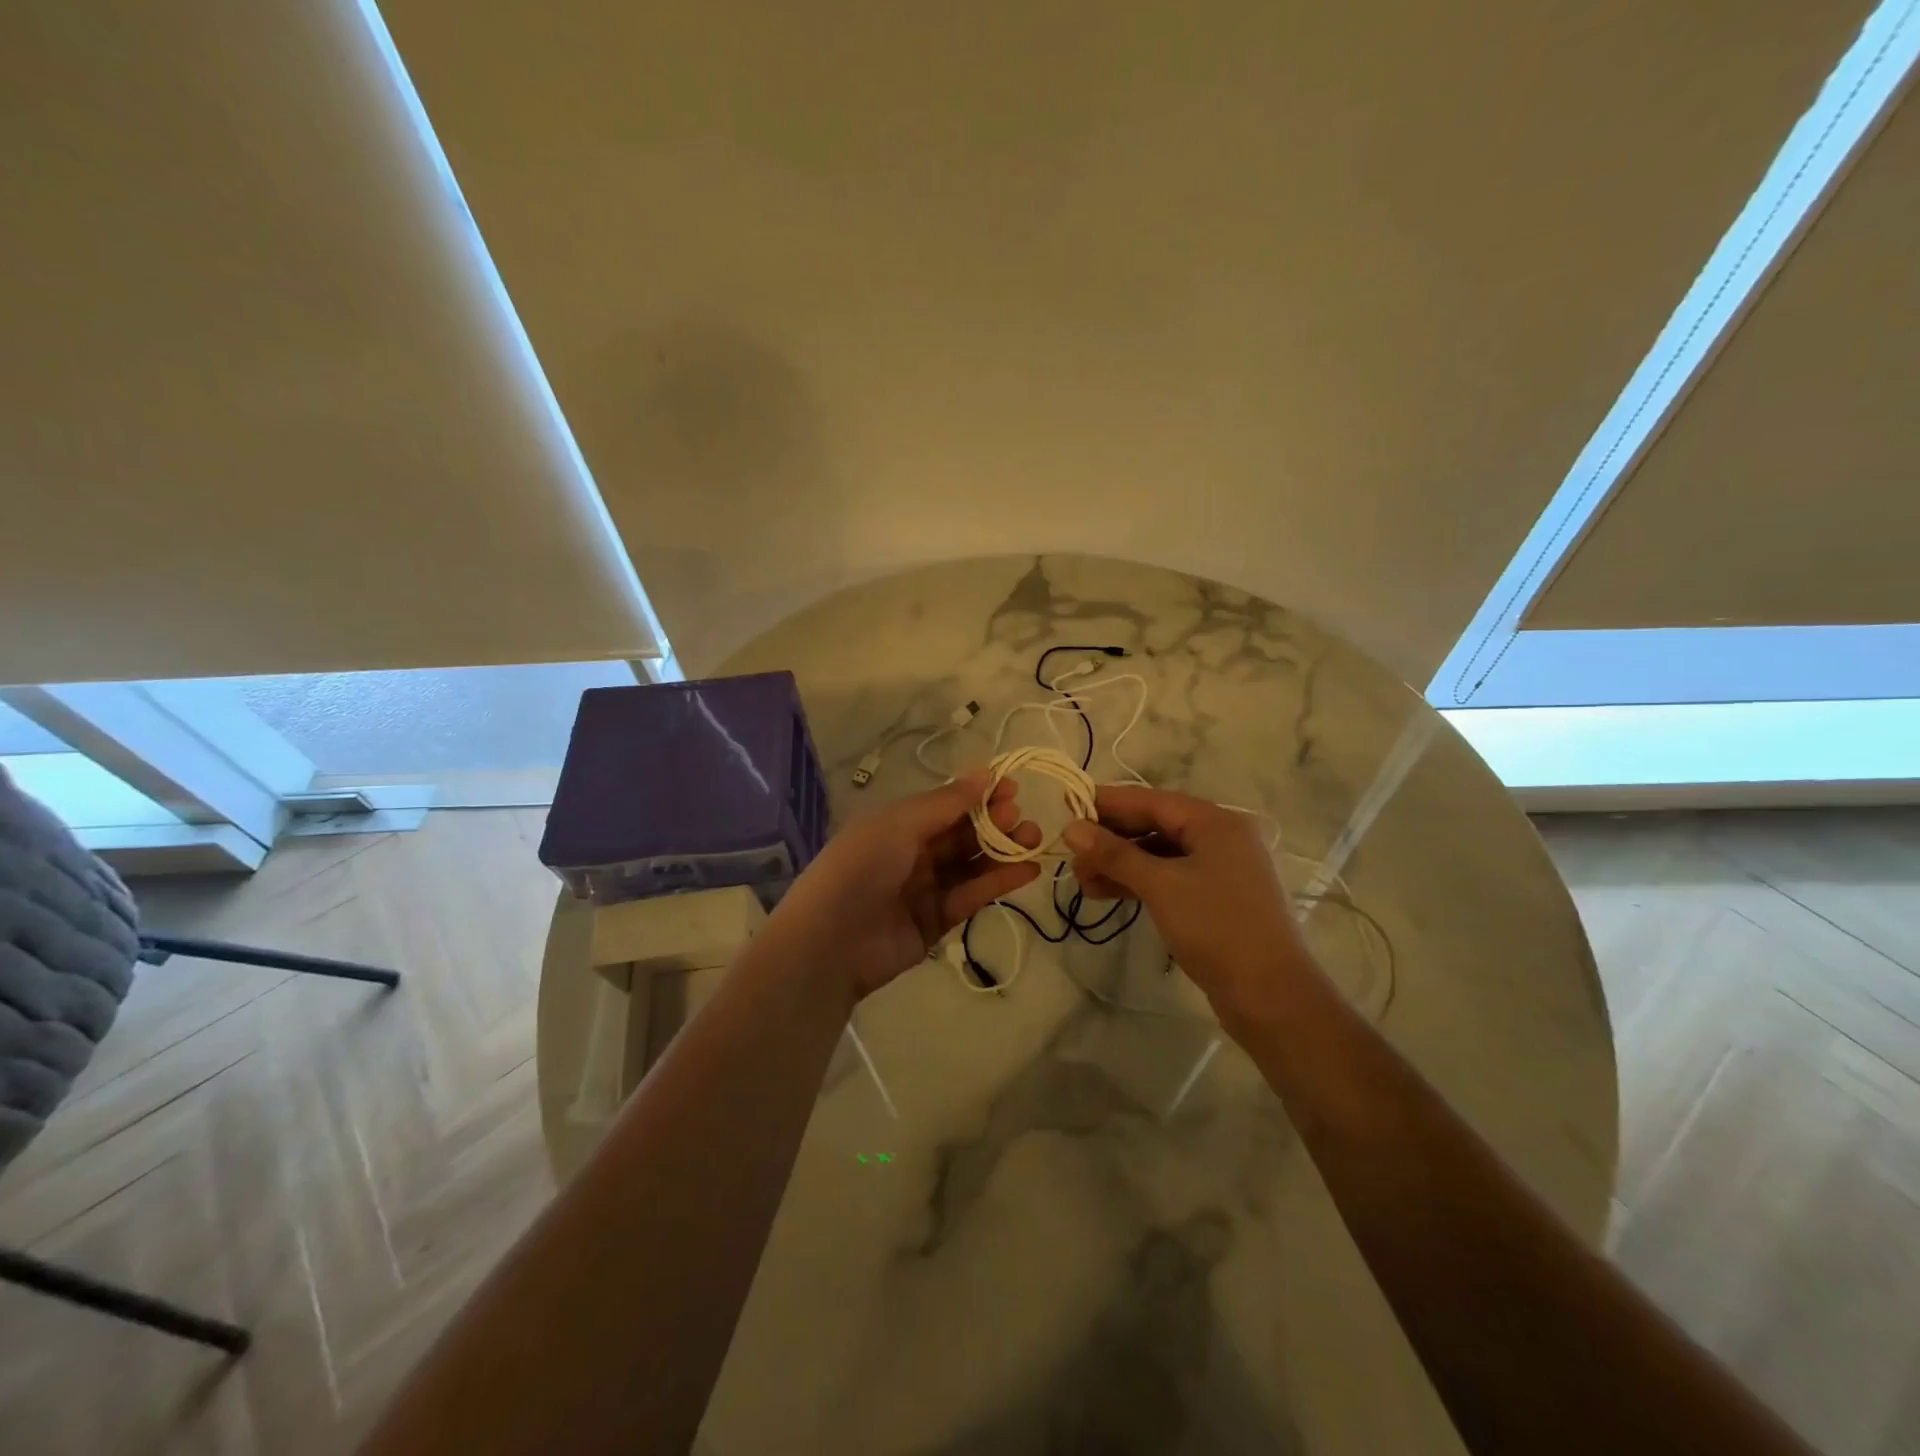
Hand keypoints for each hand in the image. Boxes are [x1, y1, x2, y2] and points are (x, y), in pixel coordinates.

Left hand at [765, 769, 1040, 1000]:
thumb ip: (947, 802)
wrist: (831, 942)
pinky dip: (998, 882)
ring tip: (1034, 841)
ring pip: (970, 864)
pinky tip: (1027, 870)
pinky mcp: (936, 921)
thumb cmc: (862, 867)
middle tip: (1022, 818)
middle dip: (994, 823)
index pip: (946, 804)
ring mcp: (924, 888)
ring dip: (1002, 851)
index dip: (978, 795)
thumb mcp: (900, 824)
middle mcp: (911, 852)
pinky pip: (971, 895)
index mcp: (897, 824)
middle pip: (961, 833)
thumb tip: (987, 773)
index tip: (1013, 788)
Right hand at [1062, 785, 1318, 1030]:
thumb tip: (1072, 828)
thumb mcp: (1160, 885)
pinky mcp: (1214, 900)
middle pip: (1154, 825)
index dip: (1107, 804)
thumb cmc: (1216, 927)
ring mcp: (1219, 870)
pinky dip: (1138, 883)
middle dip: (1110, 839)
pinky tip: (1107, 894)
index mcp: (1214, 822)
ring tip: (1082, 882)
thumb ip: (1115, 854)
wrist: (1271, 996)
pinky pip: (1168, 878)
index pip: (1150, 800)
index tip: (1067, 808)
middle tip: (1070, 855)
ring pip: (1158, 855)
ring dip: (1119, 864)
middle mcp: (1219, 838)